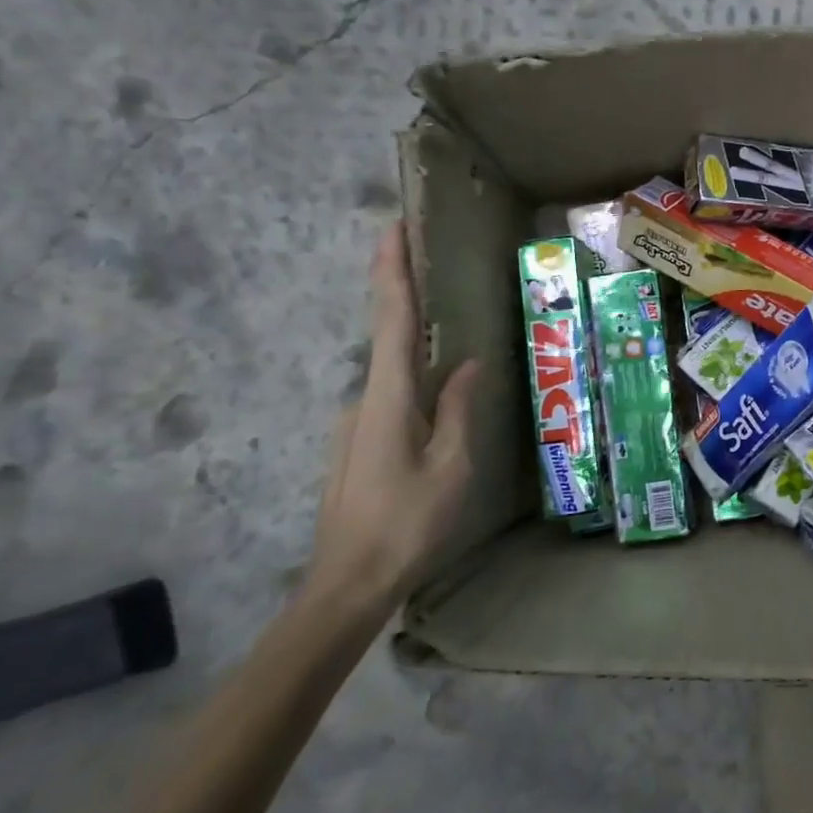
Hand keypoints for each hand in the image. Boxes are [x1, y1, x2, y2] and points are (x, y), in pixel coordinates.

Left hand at [308, 224, 478, 612]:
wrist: (347, 584)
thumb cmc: (407, 524)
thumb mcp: (451, 467)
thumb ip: (457, 410)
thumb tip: (465, 365)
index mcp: (387, 399)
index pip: (391, 322)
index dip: (392, 273)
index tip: (391, 228)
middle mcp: (364, 401)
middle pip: (388, 338)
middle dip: (403, 295)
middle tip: (425, 257)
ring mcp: (357, 424)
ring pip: (392, 372)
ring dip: (412, 342)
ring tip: (447, 325)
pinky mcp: (359, 444)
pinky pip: (392, 397)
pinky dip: (411, 376)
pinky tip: (436, 390)